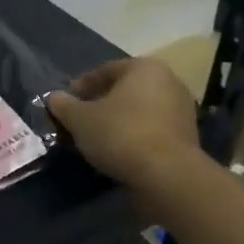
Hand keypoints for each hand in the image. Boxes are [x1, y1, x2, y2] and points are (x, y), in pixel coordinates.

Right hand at [46, 57, 200, 183]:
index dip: (80, 87)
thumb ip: (63, 104)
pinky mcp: (188, 138)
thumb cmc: (120, 133)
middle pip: (124, 90)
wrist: (168, 175)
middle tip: (78, 120)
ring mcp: (182, 110)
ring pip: (138, 111)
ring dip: (117, 121)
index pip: (104, 70)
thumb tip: (54, 98)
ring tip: (95, 138)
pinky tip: (117, 151)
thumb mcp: (79, 118)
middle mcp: (168, 82)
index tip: (65, 104)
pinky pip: (151, 130)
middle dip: (100, 103)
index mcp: (144, 67)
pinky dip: (133, 136)